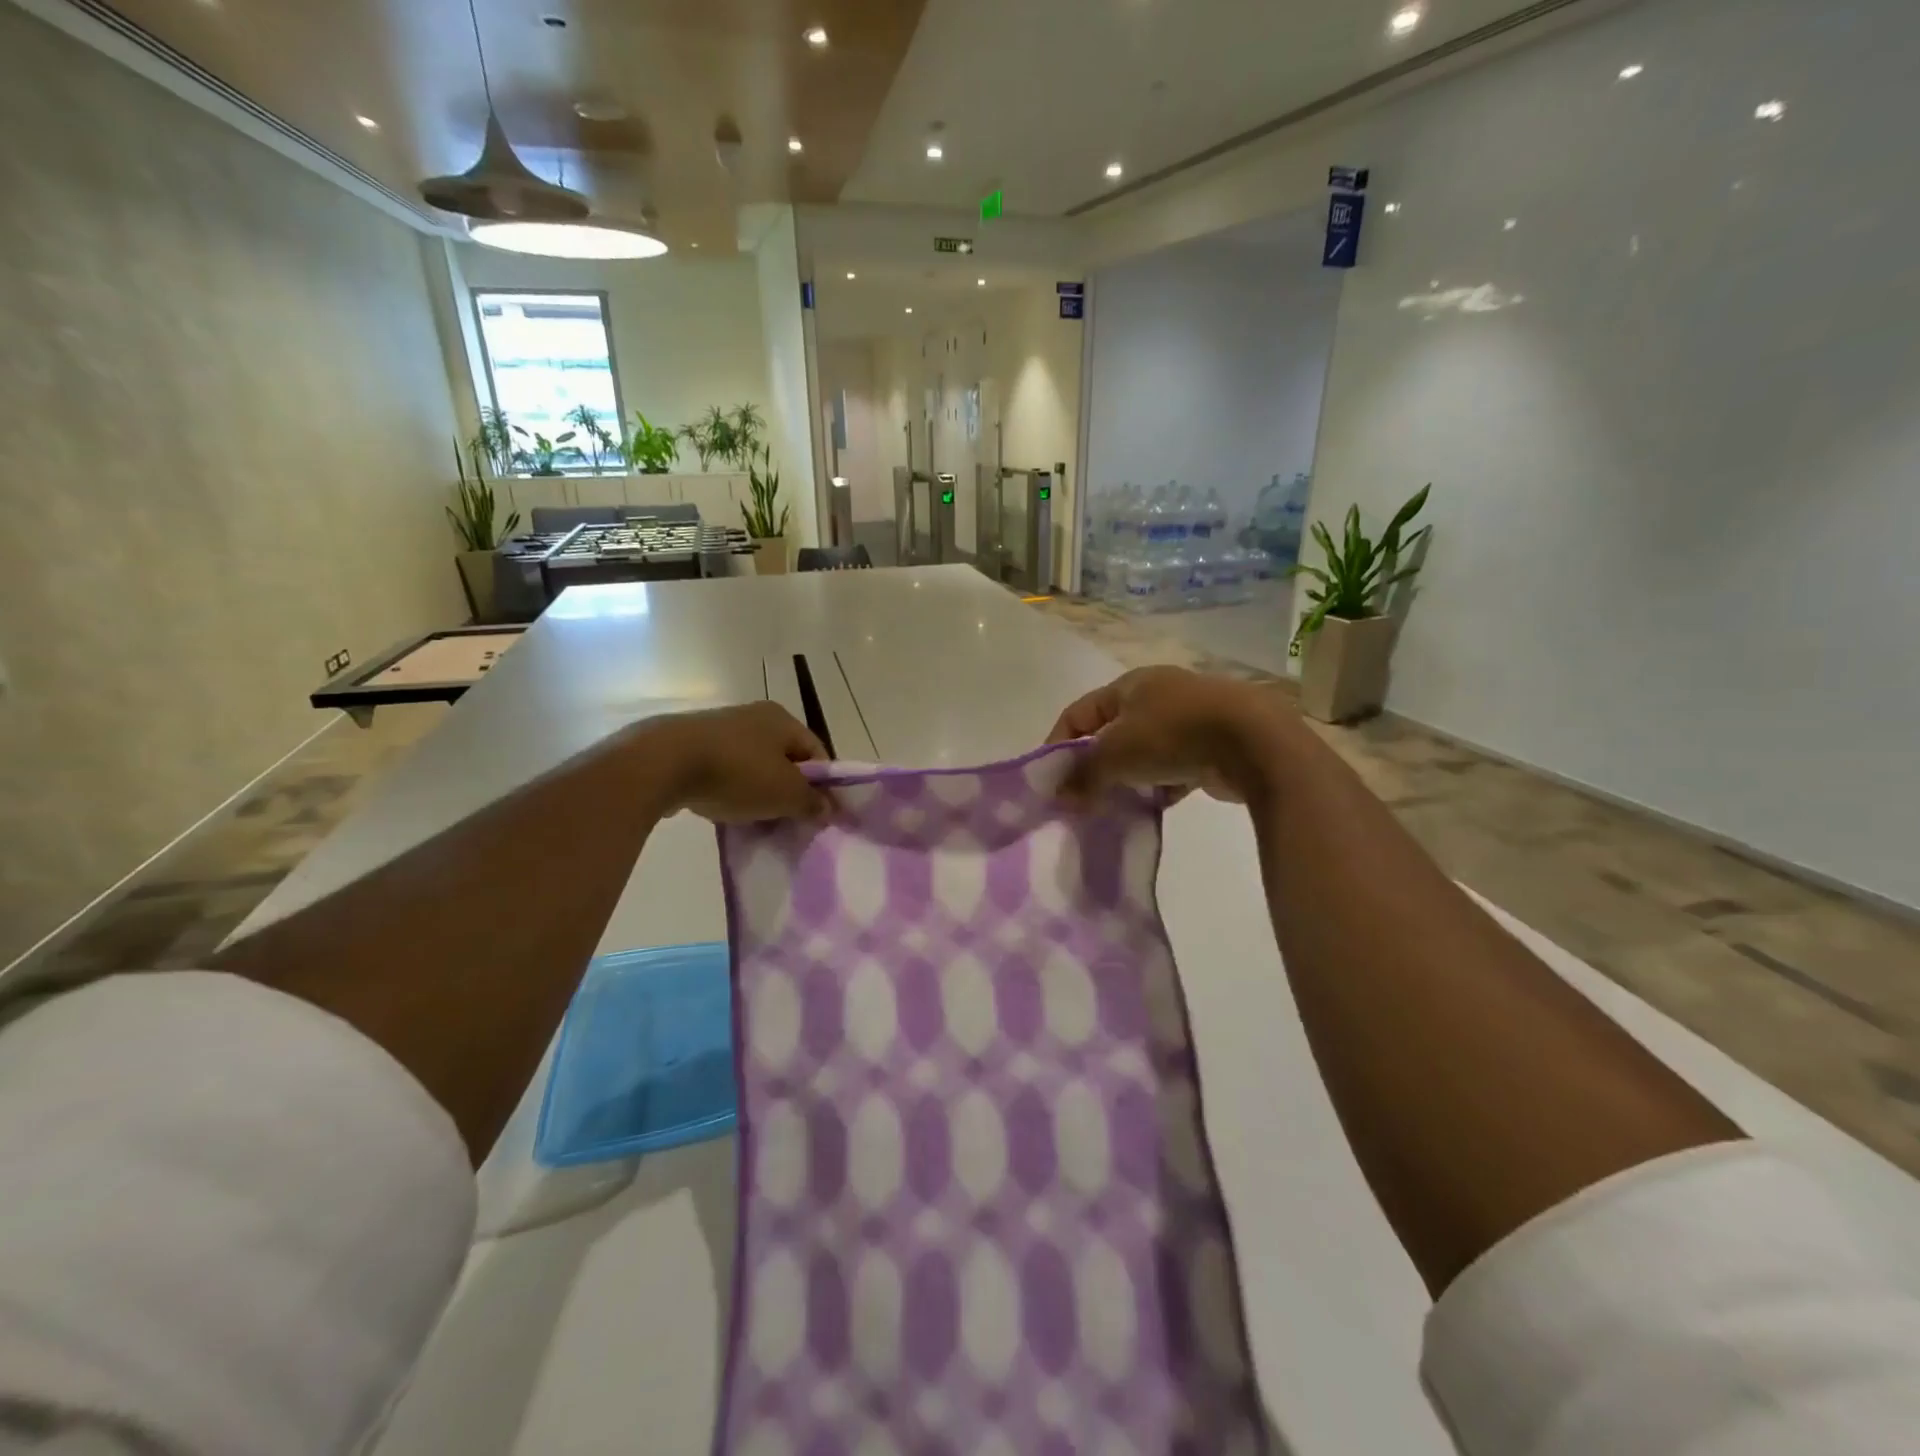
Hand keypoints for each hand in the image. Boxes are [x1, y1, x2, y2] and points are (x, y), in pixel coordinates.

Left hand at [637, 702, 830, 822]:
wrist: (662, 762)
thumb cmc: (737, 773)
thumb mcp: (785, 793)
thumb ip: (811, 802)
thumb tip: (828, 808)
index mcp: (783, 719)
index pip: (816, 752)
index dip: (823, 784)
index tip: (818, 814)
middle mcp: (754, 716)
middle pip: (784, 759)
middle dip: (788, 791)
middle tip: (787, 820)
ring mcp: (720, 728)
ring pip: (753, 766)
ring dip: (758, 792)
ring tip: (754, 820)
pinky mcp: (690, 745)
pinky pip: (722, 771)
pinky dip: (729, 790)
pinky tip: (723, 810)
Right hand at [1045, 666, 1297, 805]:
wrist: (1255, 742)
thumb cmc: (1173, 734)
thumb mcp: (1116, 754)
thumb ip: (1083, 775)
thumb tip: (1060, 796)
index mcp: (1130, 684)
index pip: (1079, 712)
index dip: (1059, 744)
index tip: (1050, 780)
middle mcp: (1158, 695)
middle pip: (1112, 732)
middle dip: (1095, 765)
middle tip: (1083, 797)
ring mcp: (1189, 718)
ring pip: (1144, 752)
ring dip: (1128, 777)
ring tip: (1117, 805)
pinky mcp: (1213, 745)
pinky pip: (1174, 768)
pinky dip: (1161, 786)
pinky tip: (1155, 806)